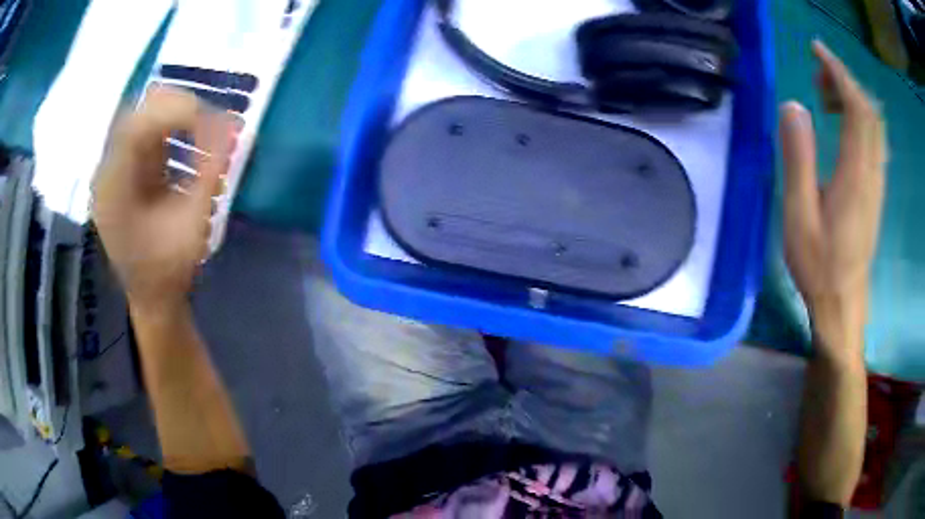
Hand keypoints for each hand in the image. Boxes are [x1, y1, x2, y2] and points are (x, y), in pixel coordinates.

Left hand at [92, 85, 234, 314]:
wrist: (151, 295)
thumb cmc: (168, 271)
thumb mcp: (192, 228)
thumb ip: (209, 175)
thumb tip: (234, 127)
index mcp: (113, 192)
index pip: (138, 127)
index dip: (178, 114)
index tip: (216, 123)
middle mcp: (107, 171)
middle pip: (139, 111)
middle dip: (181, 108)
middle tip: (214, 124)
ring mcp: (114, 165)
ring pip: (144, 112)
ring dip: (178, 114)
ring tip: (205, 129)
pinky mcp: (126, 164)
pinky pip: (148, 126)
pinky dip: (173, 124)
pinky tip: (191, 137)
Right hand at [780, 41, 885, 358]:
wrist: (843, 304)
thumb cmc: (819, 265)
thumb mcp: (799, 215)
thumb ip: (798, 158)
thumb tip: (793, 105)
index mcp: (855, 173)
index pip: (856, 107)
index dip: (839, 72)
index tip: (817, 51)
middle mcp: (871, 171)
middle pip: (869, 110)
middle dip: (845, 81)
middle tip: (817, 74)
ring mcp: (876, 181)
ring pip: (873, 124)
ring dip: (852, 98)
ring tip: (825, 95)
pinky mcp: (875, 189)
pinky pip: (873, 141)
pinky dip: (858, 119)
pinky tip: (841, 123)